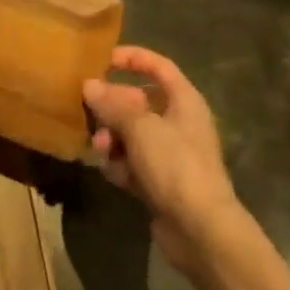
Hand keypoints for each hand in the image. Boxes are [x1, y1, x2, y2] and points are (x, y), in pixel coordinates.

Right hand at [83, 46, 242, 277]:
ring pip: (131, 134)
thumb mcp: (140, 127)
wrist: (201, 231)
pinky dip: (120, 165)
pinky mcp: (160, 182)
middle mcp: (179, 123)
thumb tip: (88, 85)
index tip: (101, 59)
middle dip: (112, 107)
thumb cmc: (176, 166)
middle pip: (138, 102)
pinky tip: (113, 174)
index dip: (132, 58)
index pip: (159, 66)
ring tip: (100, 149)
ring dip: (111, 138)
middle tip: (89, 111)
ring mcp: (170, 154)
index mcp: (184, 101)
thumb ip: (112, 104)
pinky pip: (132, 162)